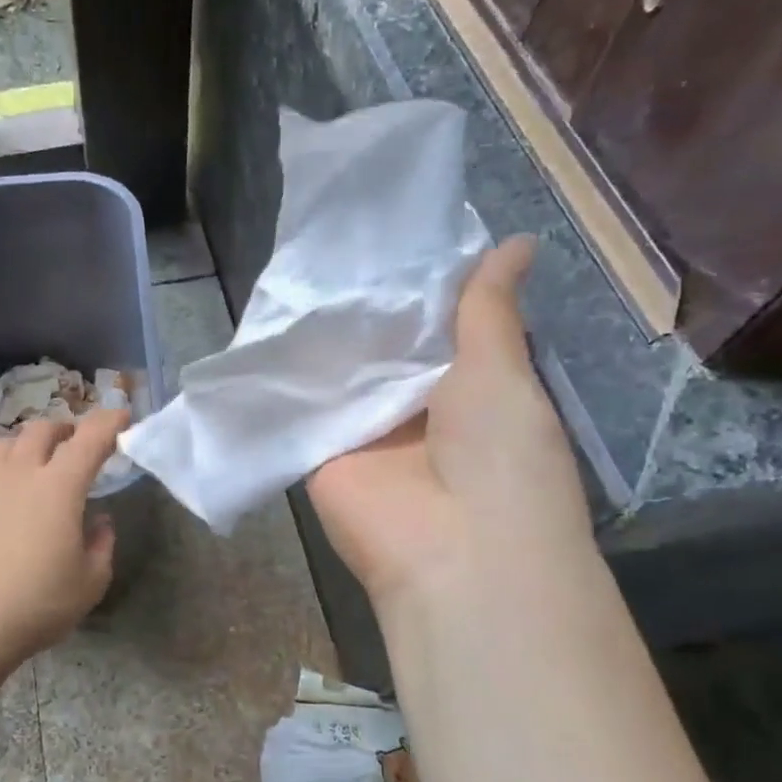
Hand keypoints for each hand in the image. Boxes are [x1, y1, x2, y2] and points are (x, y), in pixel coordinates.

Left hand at [0, 405, 131, 671]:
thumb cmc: (36, 606)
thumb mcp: (89, 582)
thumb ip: (101, 544)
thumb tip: (99, 521)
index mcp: (59, 486)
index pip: (90, 437)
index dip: (110, 421)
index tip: (122, 416)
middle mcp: (20, 473)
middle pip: (43, 429)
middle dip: (66, 428)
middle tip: (77, 445)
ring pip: (8, 443)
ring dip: (30, 445)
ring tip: (38, 465)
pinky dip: (3, 471)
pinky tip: (5, 498)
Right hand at [306, 236, 590, 608]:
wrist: (452, 548)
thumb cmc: (500, 453)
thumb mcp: (503, 370)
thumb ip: (488, 310)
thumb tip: (518, 241)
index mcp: (467, 386)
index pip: (434, 325)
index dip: (414, 283)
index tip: (385, 234)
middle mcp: (413, 406)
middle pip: (381, 346)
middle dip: (361, 305)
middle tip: (328, 240)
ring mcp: (363, 430)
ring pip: (339, 372)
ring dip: (322, 334)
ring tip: (293, 267)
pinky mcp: (318, 450)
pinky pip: (301, 404)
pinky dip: (286, 373)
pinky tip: (263, 322)